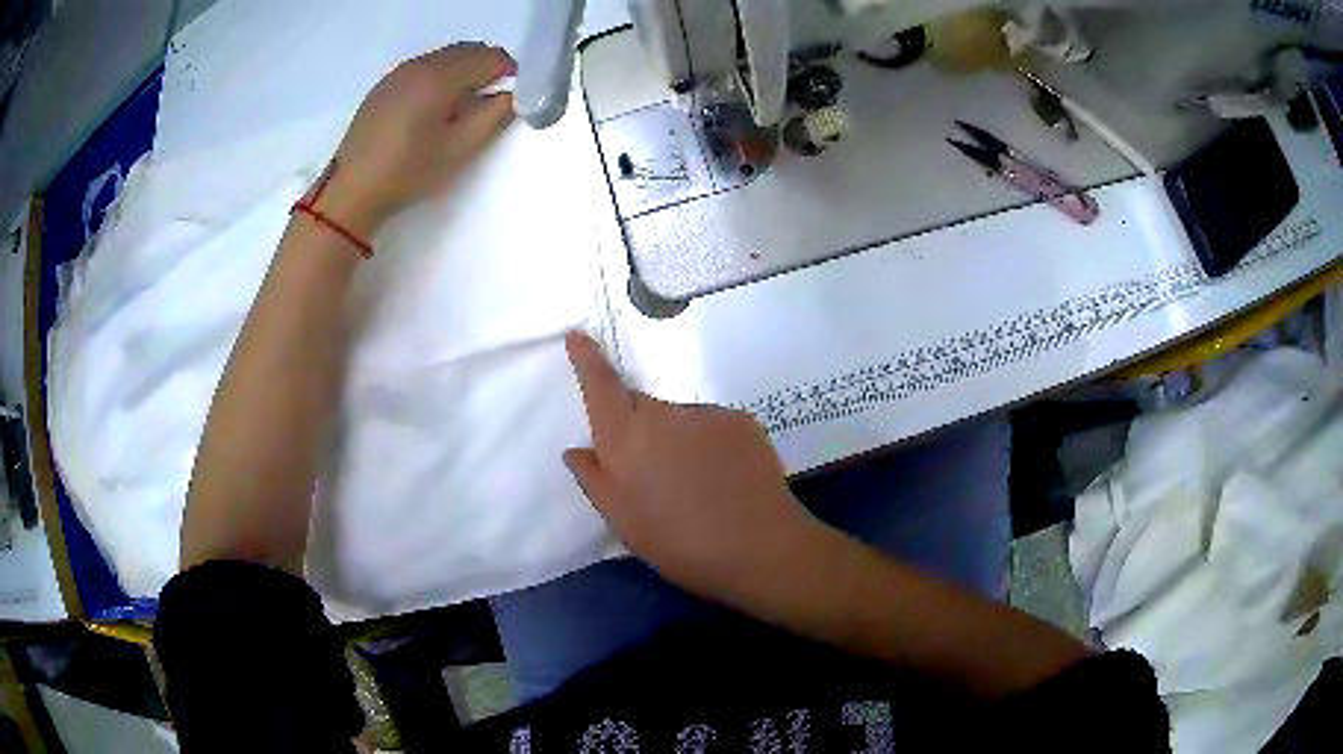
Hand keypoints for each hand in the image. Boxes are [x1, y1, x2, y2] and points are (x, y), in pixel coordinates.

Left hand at [315, 43, 516, 237]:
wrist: (351, 192)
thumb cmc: (408, 171)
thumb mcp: (460, 149)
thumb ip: (494, 116)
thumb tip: (512, 96)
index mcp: (441, 75)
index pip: (492, 57)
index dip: (510, 74)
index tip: (512, 99)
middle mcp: (420, 64)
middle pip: (468, 51)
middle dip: (486, 70)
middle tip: (489, 105)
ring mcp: (398, 73)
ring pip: (445, 58)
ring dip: (462, 73)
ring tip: (460, 109)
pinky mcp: (383, 87)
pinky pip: (423, 68)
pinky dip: (438, 79)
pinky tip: (431, 111)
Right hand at [562, 332, 828, 604]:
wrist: (761, 548)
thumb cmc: (681, 544)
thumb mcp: (625, 522)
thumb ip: (595, 480)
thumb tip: (577, 450)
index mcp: (627, 438)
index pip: (601, 386)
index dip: (587, 359)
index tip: (579, 335)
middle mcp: (665, 413)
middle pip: (641, 406)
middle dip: (639, 429)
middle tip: (652, 476)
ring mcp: (707, 413)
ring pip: (679, 418)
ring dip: (677, 439)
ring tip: (695, 485)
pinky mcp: (742, 420)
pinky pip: (712, 424)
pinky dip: (709, 443)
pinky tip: (723, 478)